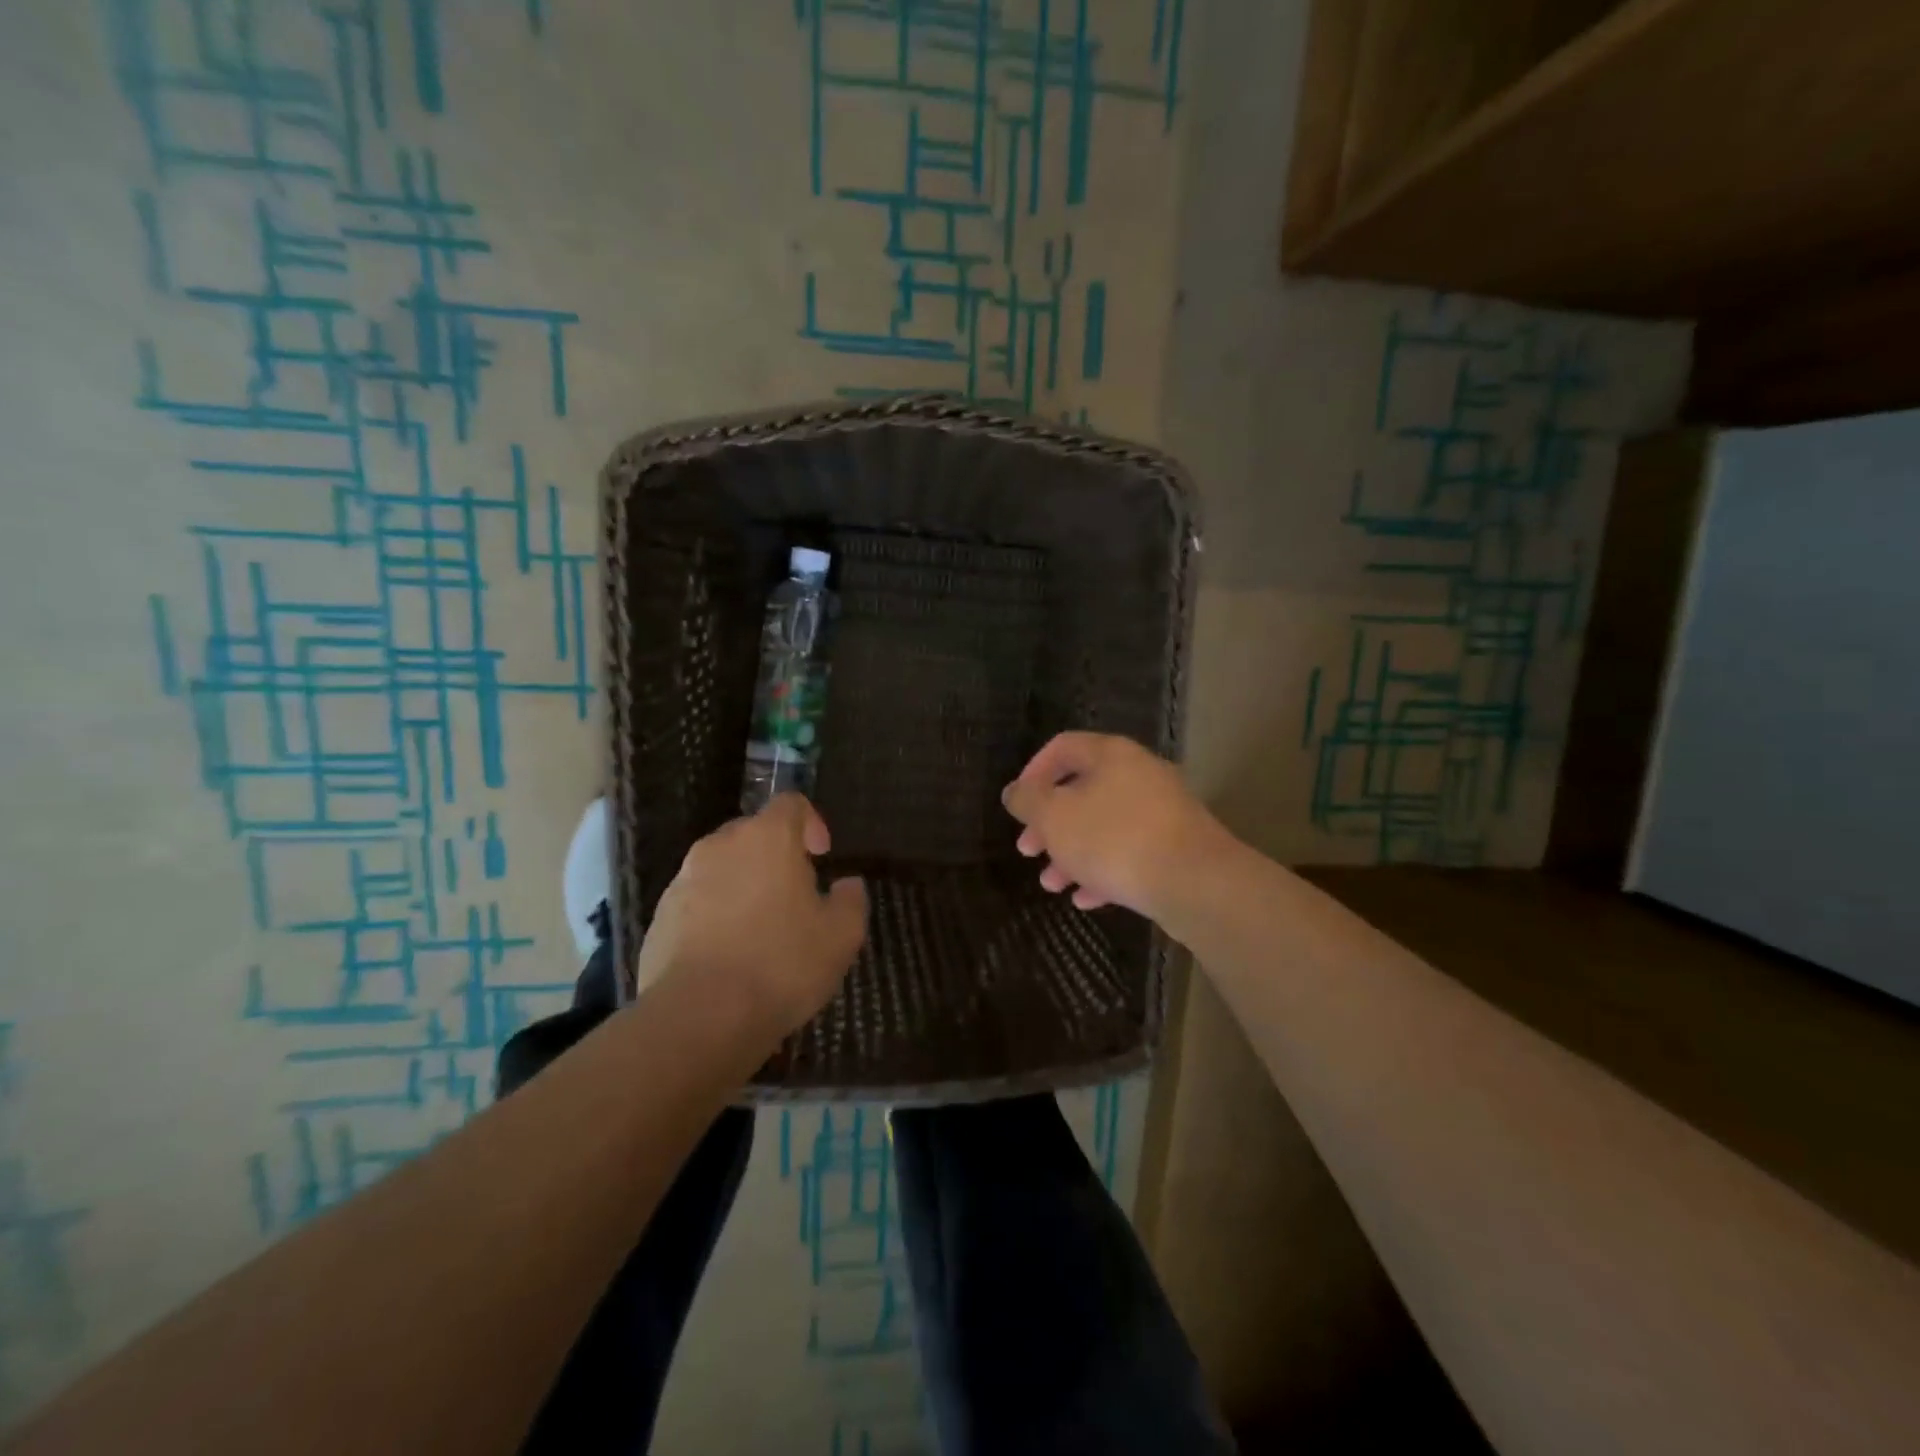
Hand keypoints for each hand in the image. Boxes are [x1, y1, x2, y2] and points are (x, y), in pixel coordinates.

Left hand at [634, 795, 867, 1039]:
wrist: (699, 1017)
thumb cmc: (781, 964)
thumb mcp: (841, 935)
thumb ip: (851, 900)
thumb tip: (848, 884)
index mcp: (767, 838)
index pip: (791, 803)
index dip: (811, 823)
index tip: (822, 856)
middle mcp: (720, 846)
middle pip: (753, 833)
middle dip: (776, 856)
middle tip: (795, 896)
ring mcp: (683, 881)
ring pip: (722, 868)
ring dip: (743, 886)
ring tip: (761, 931)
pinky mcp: (660, 917)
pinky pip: (697, 902)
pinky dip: (715, 916)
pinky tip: (729, 956)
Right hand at [1002, 732, 1235, 920]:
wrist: (1195, 882)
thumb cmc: (1114, 840)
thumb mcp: (1055, 818)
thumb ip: (1027, 801)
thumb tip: (1014, 791)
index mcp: (1111, 755)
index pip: (1062, 747)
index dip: (1032, 772)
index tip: (1018, 805)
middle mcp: (1139, 774)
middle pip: (1082, 791)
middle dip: (1049, 824)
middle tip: (1028, 850)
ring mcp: (1162, 811)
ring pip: (1104, 826)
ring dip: (1072, 853)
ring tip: (1052, 884)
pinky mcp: (1176, 847)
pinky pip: (1130, 852)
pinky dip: (1104, 871)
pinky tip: (1087, 899)